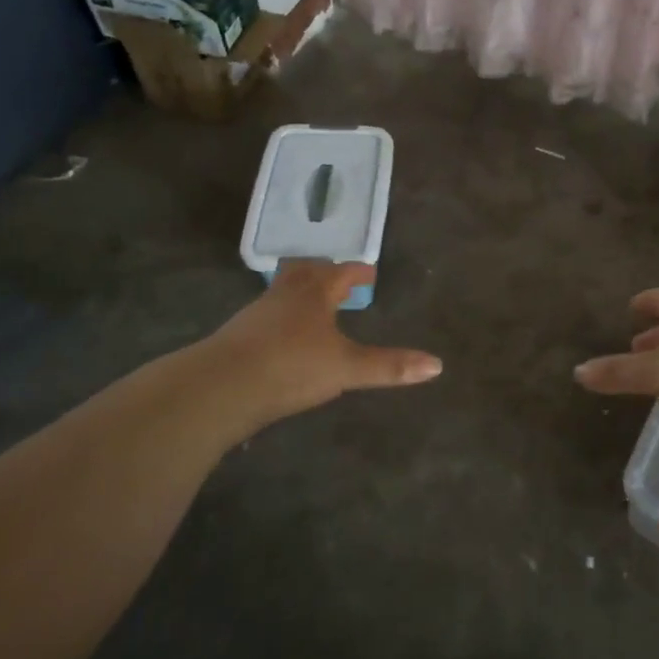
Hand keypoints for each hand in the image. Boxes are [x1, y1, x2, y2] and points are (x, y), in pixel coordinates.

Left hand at [202, 261, 441, 432]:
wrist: (220, 387)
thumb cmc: (290, 367)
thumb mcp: (346, 369)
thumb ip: (388, 366)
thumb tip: (437, 365)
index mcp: (314, 293)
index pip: (341, 272)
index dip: (358, 272)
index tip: (369, 273)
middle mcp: (284, 295)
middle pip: (305, 271)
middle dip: (323, 272)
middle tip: (337, 279)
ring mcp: (256, 314)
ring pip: (283, 292)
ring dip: (301, 293)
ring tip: (314, 307)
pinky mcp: (238, 337)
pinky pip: (266, 316)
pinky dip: (281, 318)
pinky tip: (284, 338)